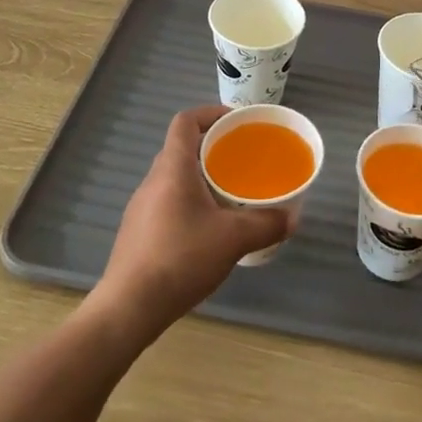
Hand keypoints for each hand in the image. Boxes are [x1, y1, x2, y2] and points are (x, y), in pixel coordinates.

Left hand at [88, 105, 291, 339]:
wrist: (129, 307)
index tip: (236, 123)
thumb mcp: (233, 239)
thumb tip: (291, 218)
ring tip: (230, 195)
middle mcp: (153, 180)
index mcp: (173, 168)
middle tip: (241, 161)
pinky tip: (208, 230)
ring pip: (175, 177)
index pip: (186, 121)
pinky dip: (190, 202)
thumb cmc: (181, 258)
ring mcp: (141, 207)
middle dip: (212, 148)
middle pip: (182, 148)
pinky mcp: (138, 231)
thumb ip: (266, 224)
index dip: (210, 113)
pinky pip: (168, 201)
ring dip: (201, 177)